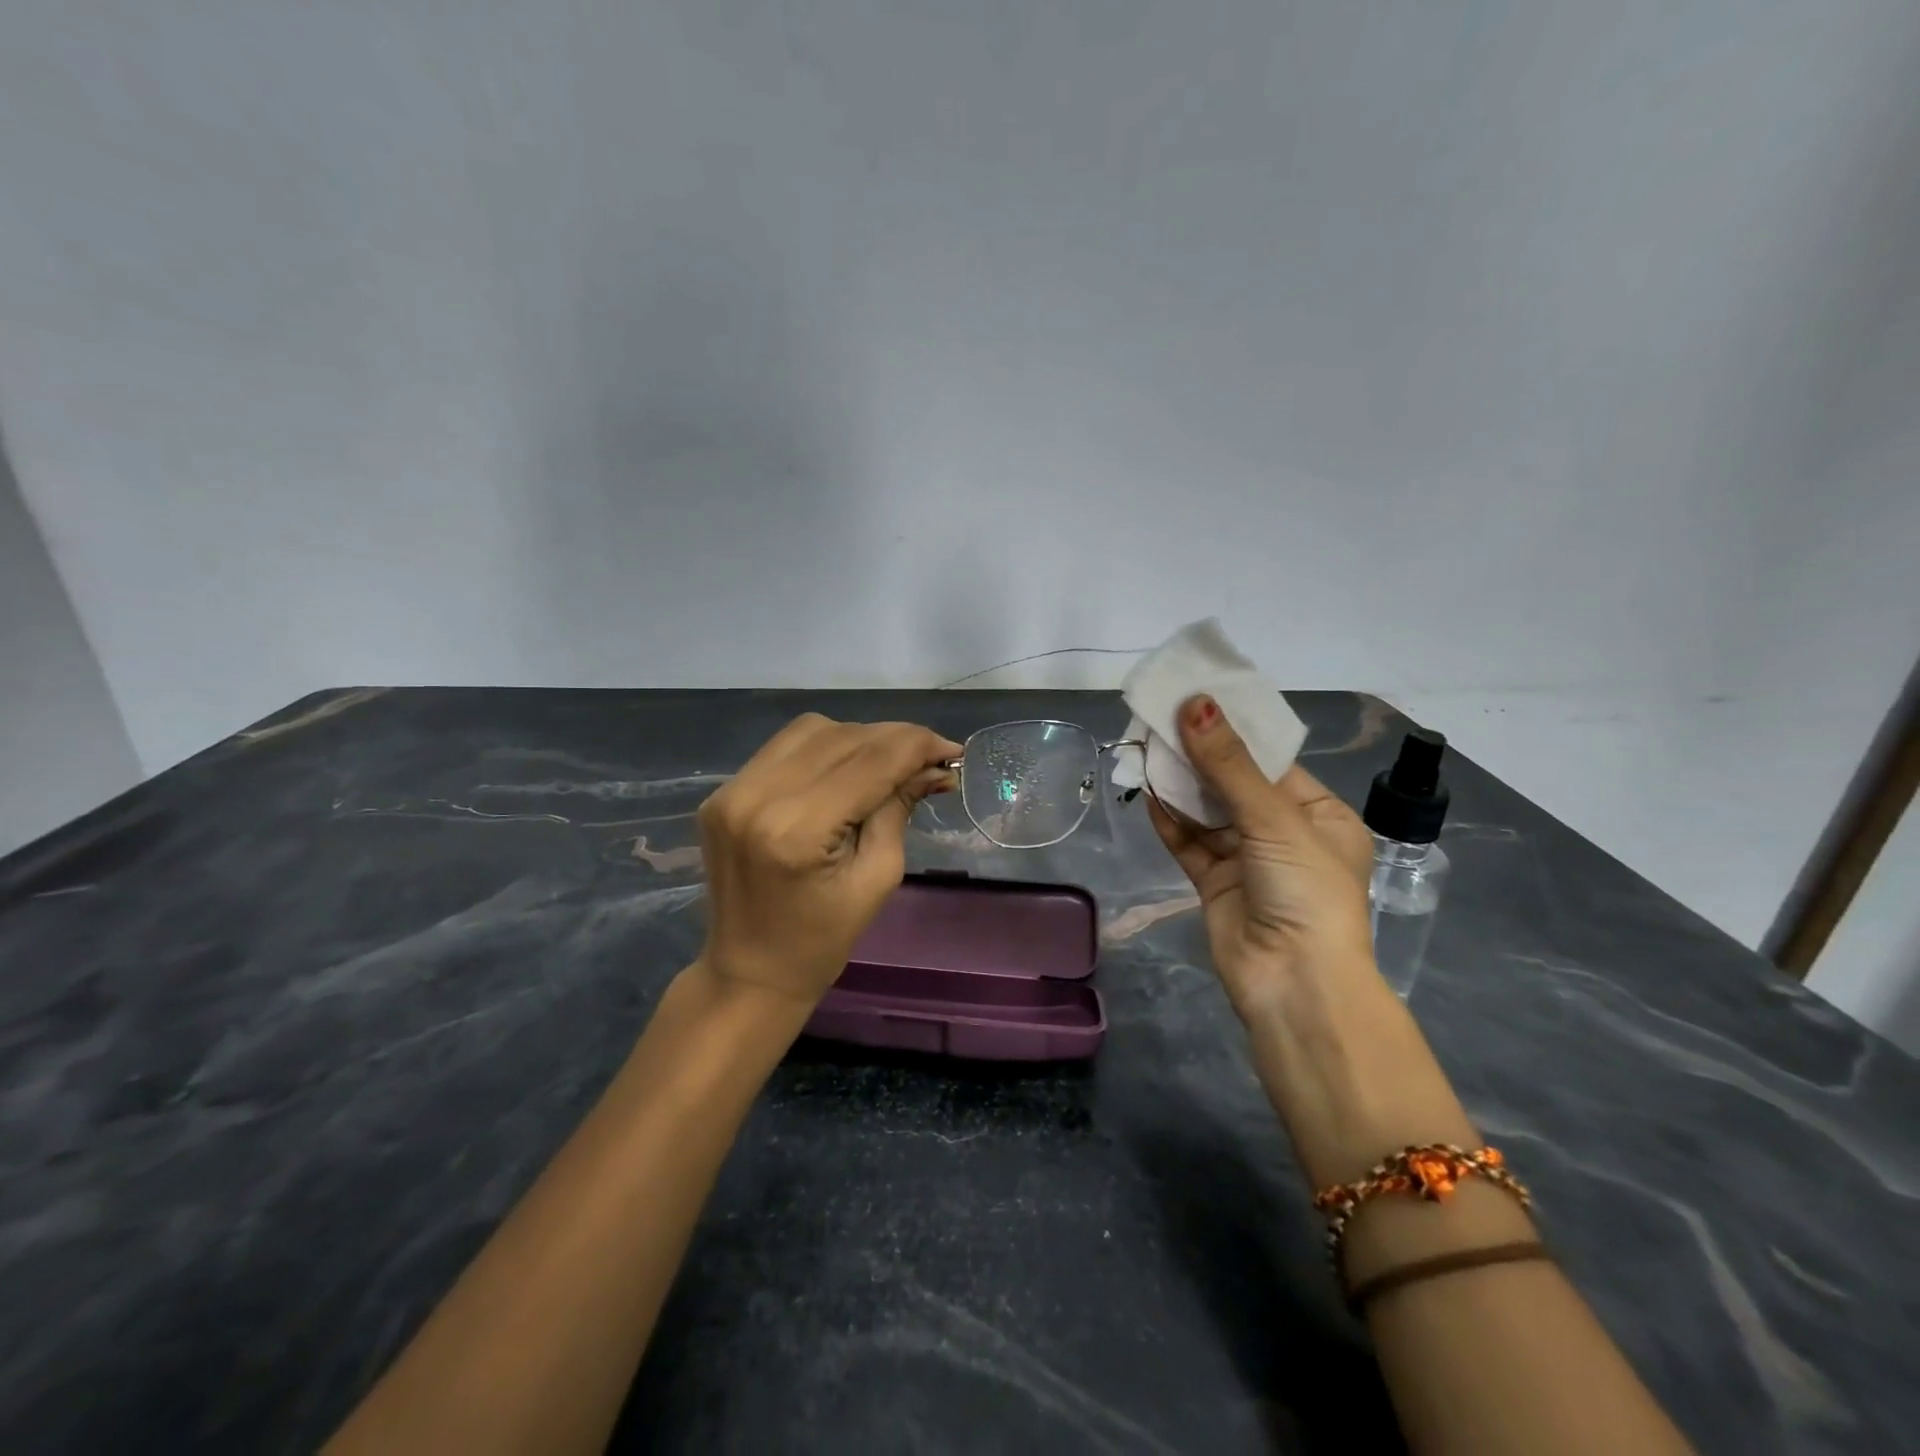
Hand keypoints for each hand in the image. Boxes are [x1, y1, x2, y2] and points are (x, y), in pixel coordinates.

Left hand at [695, 713, 960, 1009]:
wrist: (749, 971)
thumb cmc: (822, 940)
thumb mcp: (878, 877)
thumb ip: (899, 809)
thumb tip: (933, 767)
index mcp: (797, 830)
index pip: (870, 762)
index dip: (918, 746)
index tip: (953, 751)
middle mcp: (758, 796)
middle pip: (843, 738)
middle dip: (896, 741)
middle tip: (931, 759)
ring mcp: (733, 789)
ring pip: (814, 730)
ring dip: (860, 738)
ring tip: (889, 764)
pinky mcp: (723, 791)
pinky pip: (785, 747)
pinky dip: (825, 747)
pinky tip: (847, 768)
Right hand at [1148, 695, 1376, 1017]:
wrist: (1294, 985)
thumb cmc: (1305, 892)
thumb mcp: (1275, 820)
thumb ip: (1229, 765)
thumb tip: (1196, 704)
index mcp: (1320, 816)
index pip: (1272, 764)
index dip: (1234, 734)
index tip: (1196, 701)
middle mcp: (1285, 835)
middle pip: (1235, 785)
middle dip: (1200, 757)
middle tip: (1161, 721)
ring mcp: (1248, 861)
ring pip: (1208, 813)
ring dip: (1180, 786)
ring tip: (1147, 748)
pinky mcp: (1216, 884)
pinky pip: (1190, 844)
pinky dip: (1170, 820)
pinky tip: (1148, 793)